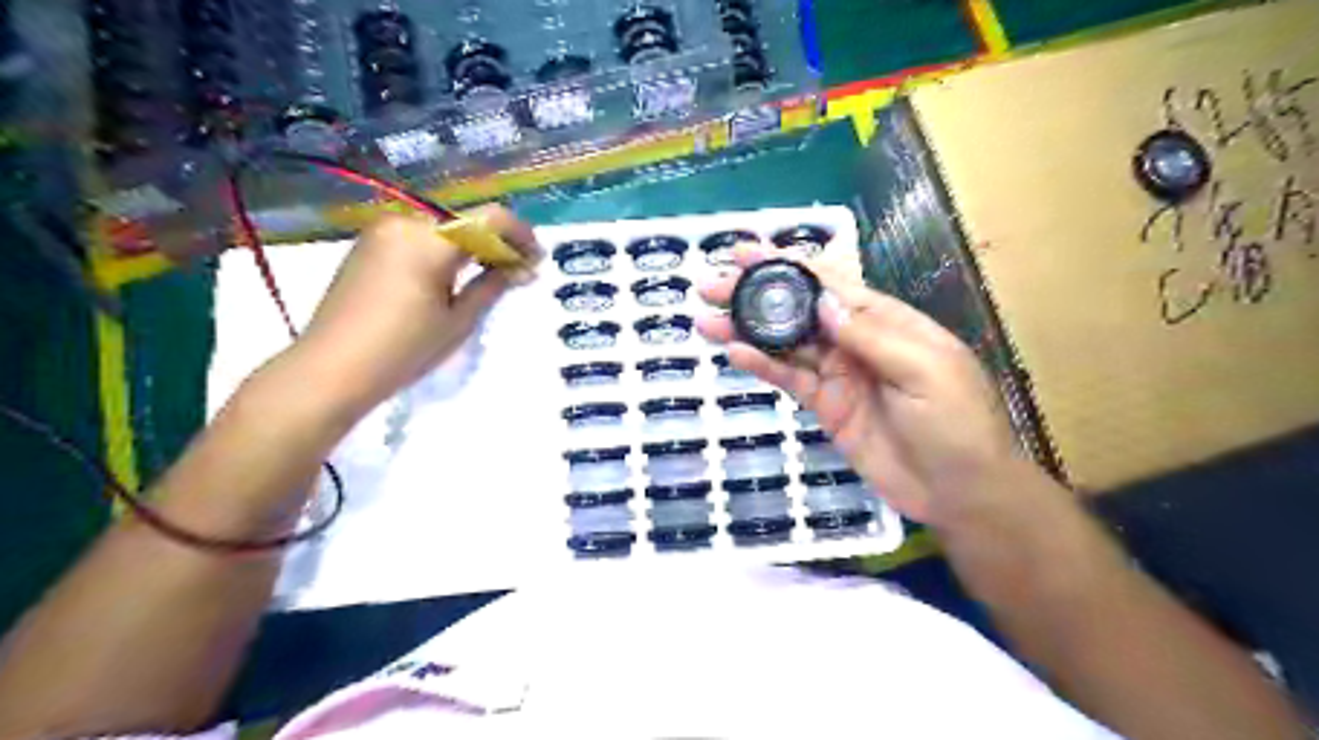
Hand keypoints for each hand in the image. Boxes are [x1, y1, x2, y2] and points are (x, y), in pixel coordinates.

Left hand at [289, 204, 541, 420]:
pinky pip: (419, 238)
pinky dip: (443, 251)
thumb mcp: (458, 320)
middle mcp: (405, 223)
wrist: (331, 369)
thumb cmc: (403, 349)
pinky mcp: (368, 245)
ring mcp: (382, 231)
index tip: (536, 259)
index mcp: (430, 240)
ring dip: (471, 247)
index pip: (491, 219)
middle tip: (517, 272)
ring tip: (488, 276)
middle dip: (496, 243)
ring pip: (443, 229)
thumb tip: (522, 269)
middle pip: (466, 221)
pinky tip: (453, 276)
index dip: (521, 235)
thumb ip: (493, 285)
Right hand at [700, 247, 1028, 527]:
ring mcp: (839, 374)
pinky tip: (736, 354)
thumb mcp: (924, 371)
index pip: (829, 283)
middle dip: (756, 295)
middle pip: (798, 310)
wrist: (961, 492)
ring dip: (748, 329)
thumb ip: (871, 335)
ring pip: (786, 344)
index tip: (746, 253)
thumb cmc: (957, 424)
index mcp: (886, 320)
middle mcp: (856, 340)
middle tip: (709, 286)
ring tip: (706, 320)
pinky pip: (790, 380)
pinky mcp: (826, 406)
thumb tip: (821, 299)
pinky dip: (763, 367)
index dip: (787, 265)